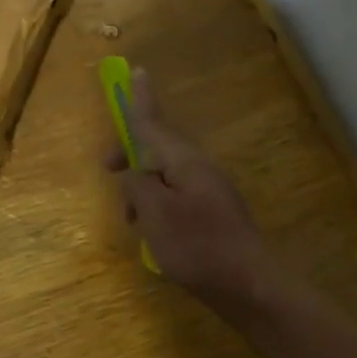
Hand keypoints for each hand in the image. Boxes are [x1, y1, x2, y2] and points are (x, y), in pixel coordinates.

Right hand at [104, 67, 274, 301]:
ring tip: (131, 219)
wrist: (249, 286)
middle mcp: (199, 169)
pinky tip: (152, 233)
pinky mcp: (212, 215)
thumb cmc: (198, 247)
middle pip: (158, 150)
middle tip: (107, 169)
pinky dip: (157, 207)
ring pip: (165, 177)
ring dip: (142, 190)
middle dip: (130, 156)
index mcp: (185, 162)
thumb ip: (137, 186)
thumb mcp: (155, 214)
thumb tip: (131, 172)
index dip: (141, 100)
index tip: (137, 71)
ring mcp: (209, 192)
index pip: (154, 124)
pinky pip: (175, 198)